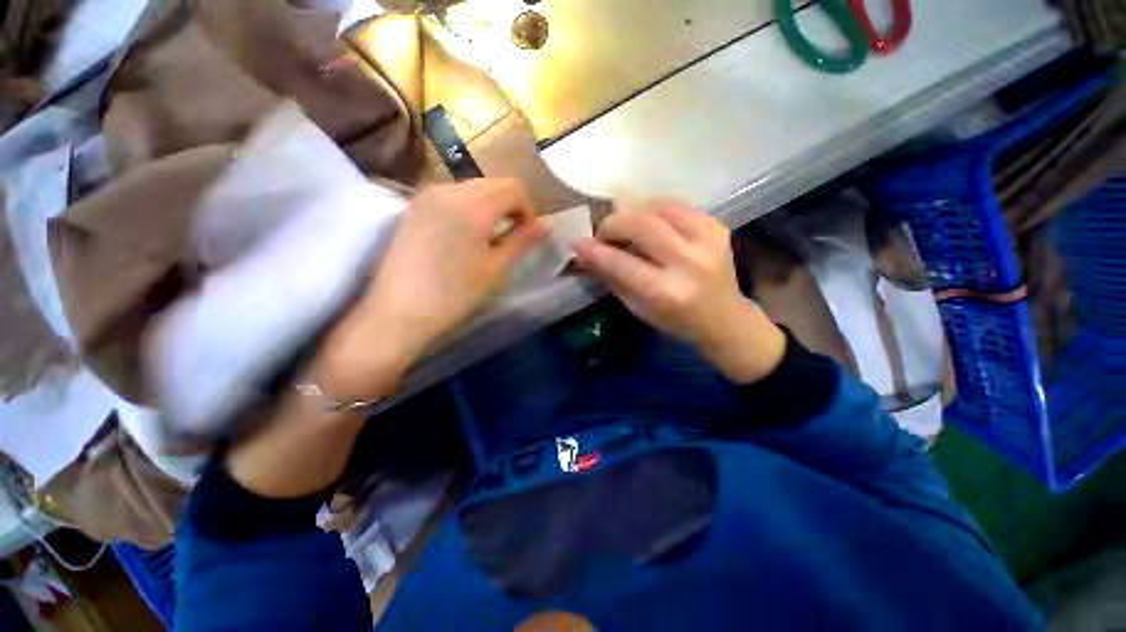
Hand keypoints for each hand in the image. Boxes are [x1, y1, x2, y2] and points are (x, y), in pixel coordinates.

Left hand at [313, 179, 547, 398]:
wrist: (399, 312)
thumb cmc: (455, 293)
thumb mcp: (496, 268)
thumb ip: (523, 241)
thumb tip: (548, 225)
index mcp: (473, 204)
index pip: (512, 188)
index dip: (527, 209)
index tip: (527, 235)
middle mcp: (447, 189)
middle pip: (491, 184)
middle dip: (509, 206)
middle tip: (511, 237)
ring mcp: (425, 196)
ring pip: (470, 189)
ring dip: (488, 207)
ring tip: (487, 239)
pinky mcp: (412, 208)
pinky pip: (450, 197)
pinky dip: (467, 209)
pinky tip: (463, 237)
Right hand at [573, 201, 785, 383]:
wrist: (724, 319)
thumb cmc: (675, 320)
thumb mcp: (638, 308)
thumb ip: (612, 278)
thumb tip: (586, 254)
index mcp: (666, 292)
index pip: (621, 263)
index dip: (594, 250)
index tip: (577, 243)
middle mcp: (689, 263)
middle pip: (641, 224)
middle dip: (613, 224)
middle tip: (603, 233)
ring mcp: (708, 240)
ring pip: (659, 207)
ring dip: (633, 213)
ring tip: (625, 227)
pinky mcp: (717, 227)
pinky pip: (677, 205)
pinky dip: (655, 209)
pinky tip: (648, 222)